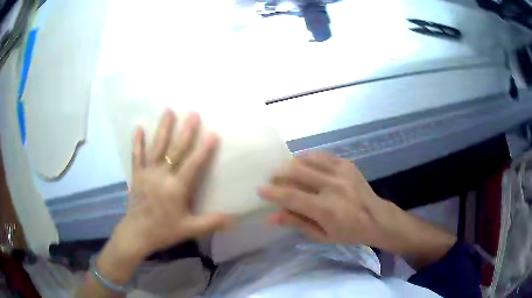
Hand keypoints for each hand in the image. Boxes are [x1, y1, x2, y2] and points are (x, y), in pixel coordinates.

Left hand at [112, 110, 233, 260]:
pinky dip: (137, 142)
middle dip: (185, 131)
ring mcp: (147, 173)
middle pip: (175, 150)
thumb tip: (236, 219)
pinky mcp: (137, 175)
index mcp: (176, 188)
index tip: (213, 133)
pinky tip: (138, 127)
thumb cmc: (163, 231)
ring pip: (156, 147)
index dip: (204, 149)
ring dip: (163, 128)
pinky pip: (137, 155)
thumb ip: (212, 222)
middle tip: (193, 113)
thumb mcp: (190, 229)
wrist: (136, 234)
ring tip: (168, 110)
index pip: (193, 164)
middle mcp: (161, 175)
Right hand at [258, 152, 385, 245]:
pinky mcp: (347, 164)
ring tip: (285, 170)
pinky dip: (307, 157)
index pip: (291, 196)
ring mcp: (341, 172)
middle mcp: (332, 186)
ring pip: (307, 159)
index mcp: (326, 209)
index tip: (260, 190)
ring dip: (291, 163)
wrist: (376, 218)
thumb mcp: (321, 235)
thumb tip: (271, 216)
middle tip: (272, 178)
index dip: (273, 193)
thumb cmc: (348, 232)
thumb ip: (296, 223)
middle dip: (279, 174)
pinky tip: (303, 163)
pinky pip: (321, 155)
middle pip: (297, 172)